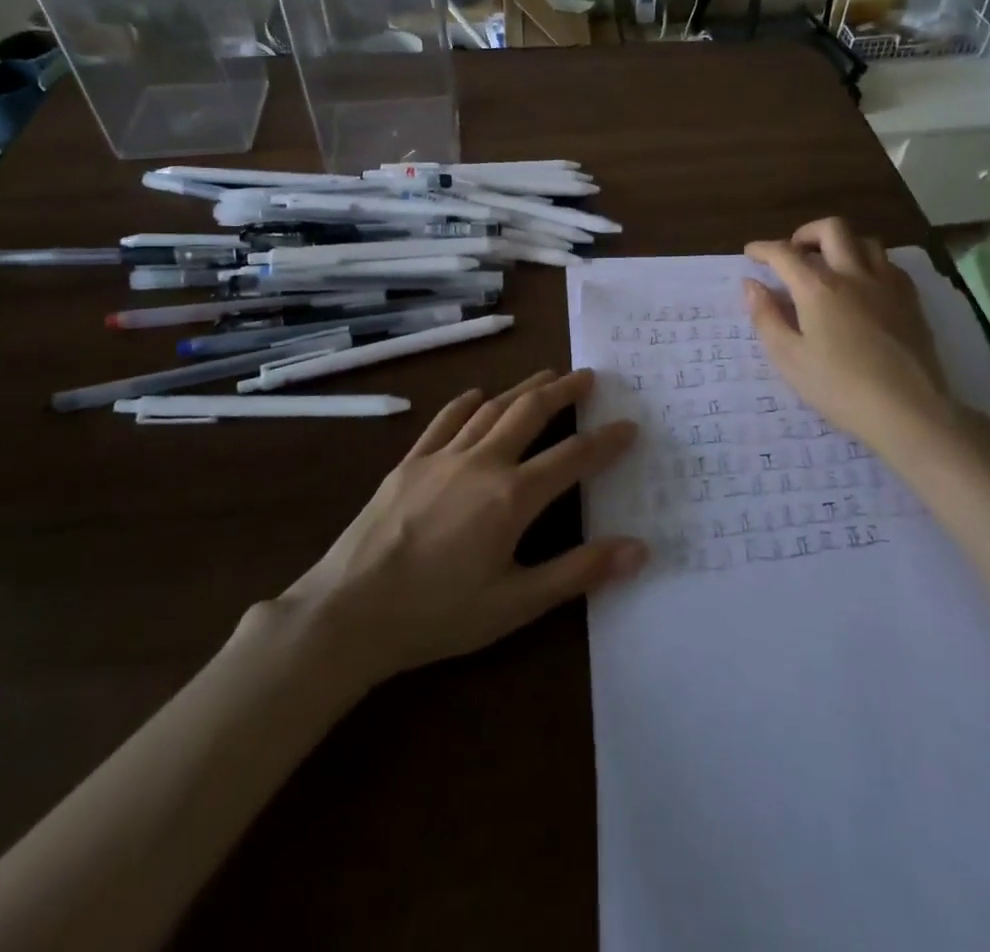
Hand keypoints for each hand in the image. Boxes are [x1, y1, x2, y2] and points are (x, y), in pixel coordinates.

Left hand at [278, 370, 645, 685]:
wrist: (350, 610)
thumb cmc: (439, 614)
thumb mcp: (516, 604)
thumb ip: (578, 572)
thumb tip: (639, 548)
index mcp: (512, 497)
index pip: (572, 457)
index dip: (606, 440)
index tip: (630, 425)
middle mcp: (482, 463)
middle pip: (531, 412)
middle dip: (564, 391)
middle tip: (588, 376)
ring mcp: (442, 457)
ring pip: (492, 409)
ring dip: (523, 389)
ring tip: (547, 375)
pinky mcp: (410, 462)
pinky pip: (445, 420)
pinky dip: (467, 403)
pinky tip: (479, 395)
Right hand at [744, 219, 963, 453]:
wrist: (908, 410)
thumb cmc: (839, 388)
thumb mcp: (789, 358)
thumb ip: (766, 317)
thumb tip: (751, 285)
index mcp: (818, 287)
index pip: (784, 253)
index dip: (763, 249)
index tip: (750, 254)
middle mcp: (854, 274)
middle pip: (831, 229)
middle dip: (805, 233)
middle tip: (793, 254)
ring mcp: (888, 285)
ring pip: (865, 241)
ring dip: (841, 245)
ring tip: (829, 267)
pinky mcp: (911, 301)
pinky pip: (890, 265)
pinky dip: (870, 264)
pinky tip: (864, 286)